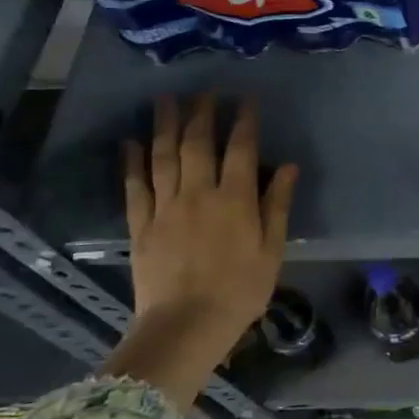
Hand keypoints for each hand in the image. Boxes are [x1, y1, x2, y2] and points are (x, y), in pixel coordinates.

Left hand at [125, 94, 296, 345]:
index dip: (244, 121)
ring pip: (163, 156)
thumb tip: (289, 167)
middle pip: (198, 144)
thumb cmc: (240, 291)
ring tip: (165, 100)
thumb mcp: (272, 251)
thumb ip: (278, 206)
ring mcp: (165, 208)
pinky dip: (132, 162)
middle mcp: (198, 194)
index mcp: (235, 200)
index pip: (241, 149)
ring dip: (165, 125)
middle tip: (205, 92)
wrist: (186, 326)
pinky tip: (130, 142)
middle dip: (202, 113)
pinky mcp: (141, 225)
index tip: (246, 99)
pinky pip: (135, 186)